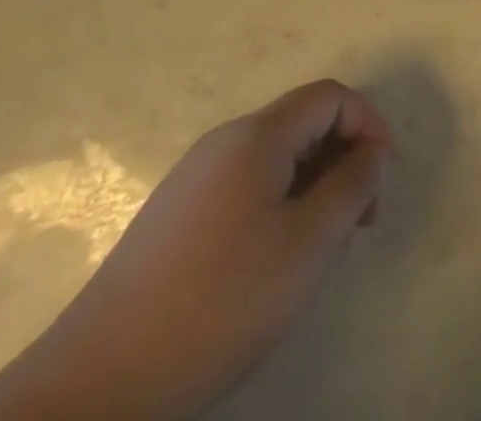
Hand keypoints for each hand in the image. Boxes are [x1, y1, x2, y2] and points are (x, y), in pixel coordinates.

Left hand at [0, 80, 391, 420]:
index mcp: (257, 135)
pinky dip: (278, 205)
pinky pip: (245, 187)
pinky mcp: (174, 217)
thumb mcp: (307, 244)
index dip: (368, 123)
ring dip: (313, 186)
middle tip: (359, 221)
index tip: (384, 177)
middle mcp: (224, 142)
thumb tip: (374, 152)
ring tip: (321, 247)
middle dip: (343, 159)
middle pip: (302, 124)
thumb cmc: (219, 302)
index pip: (330, 97)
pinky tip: (272, 262)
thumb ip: (352, 186)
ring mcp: (194, 178)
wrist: (97, 384)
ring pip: (275, 159)